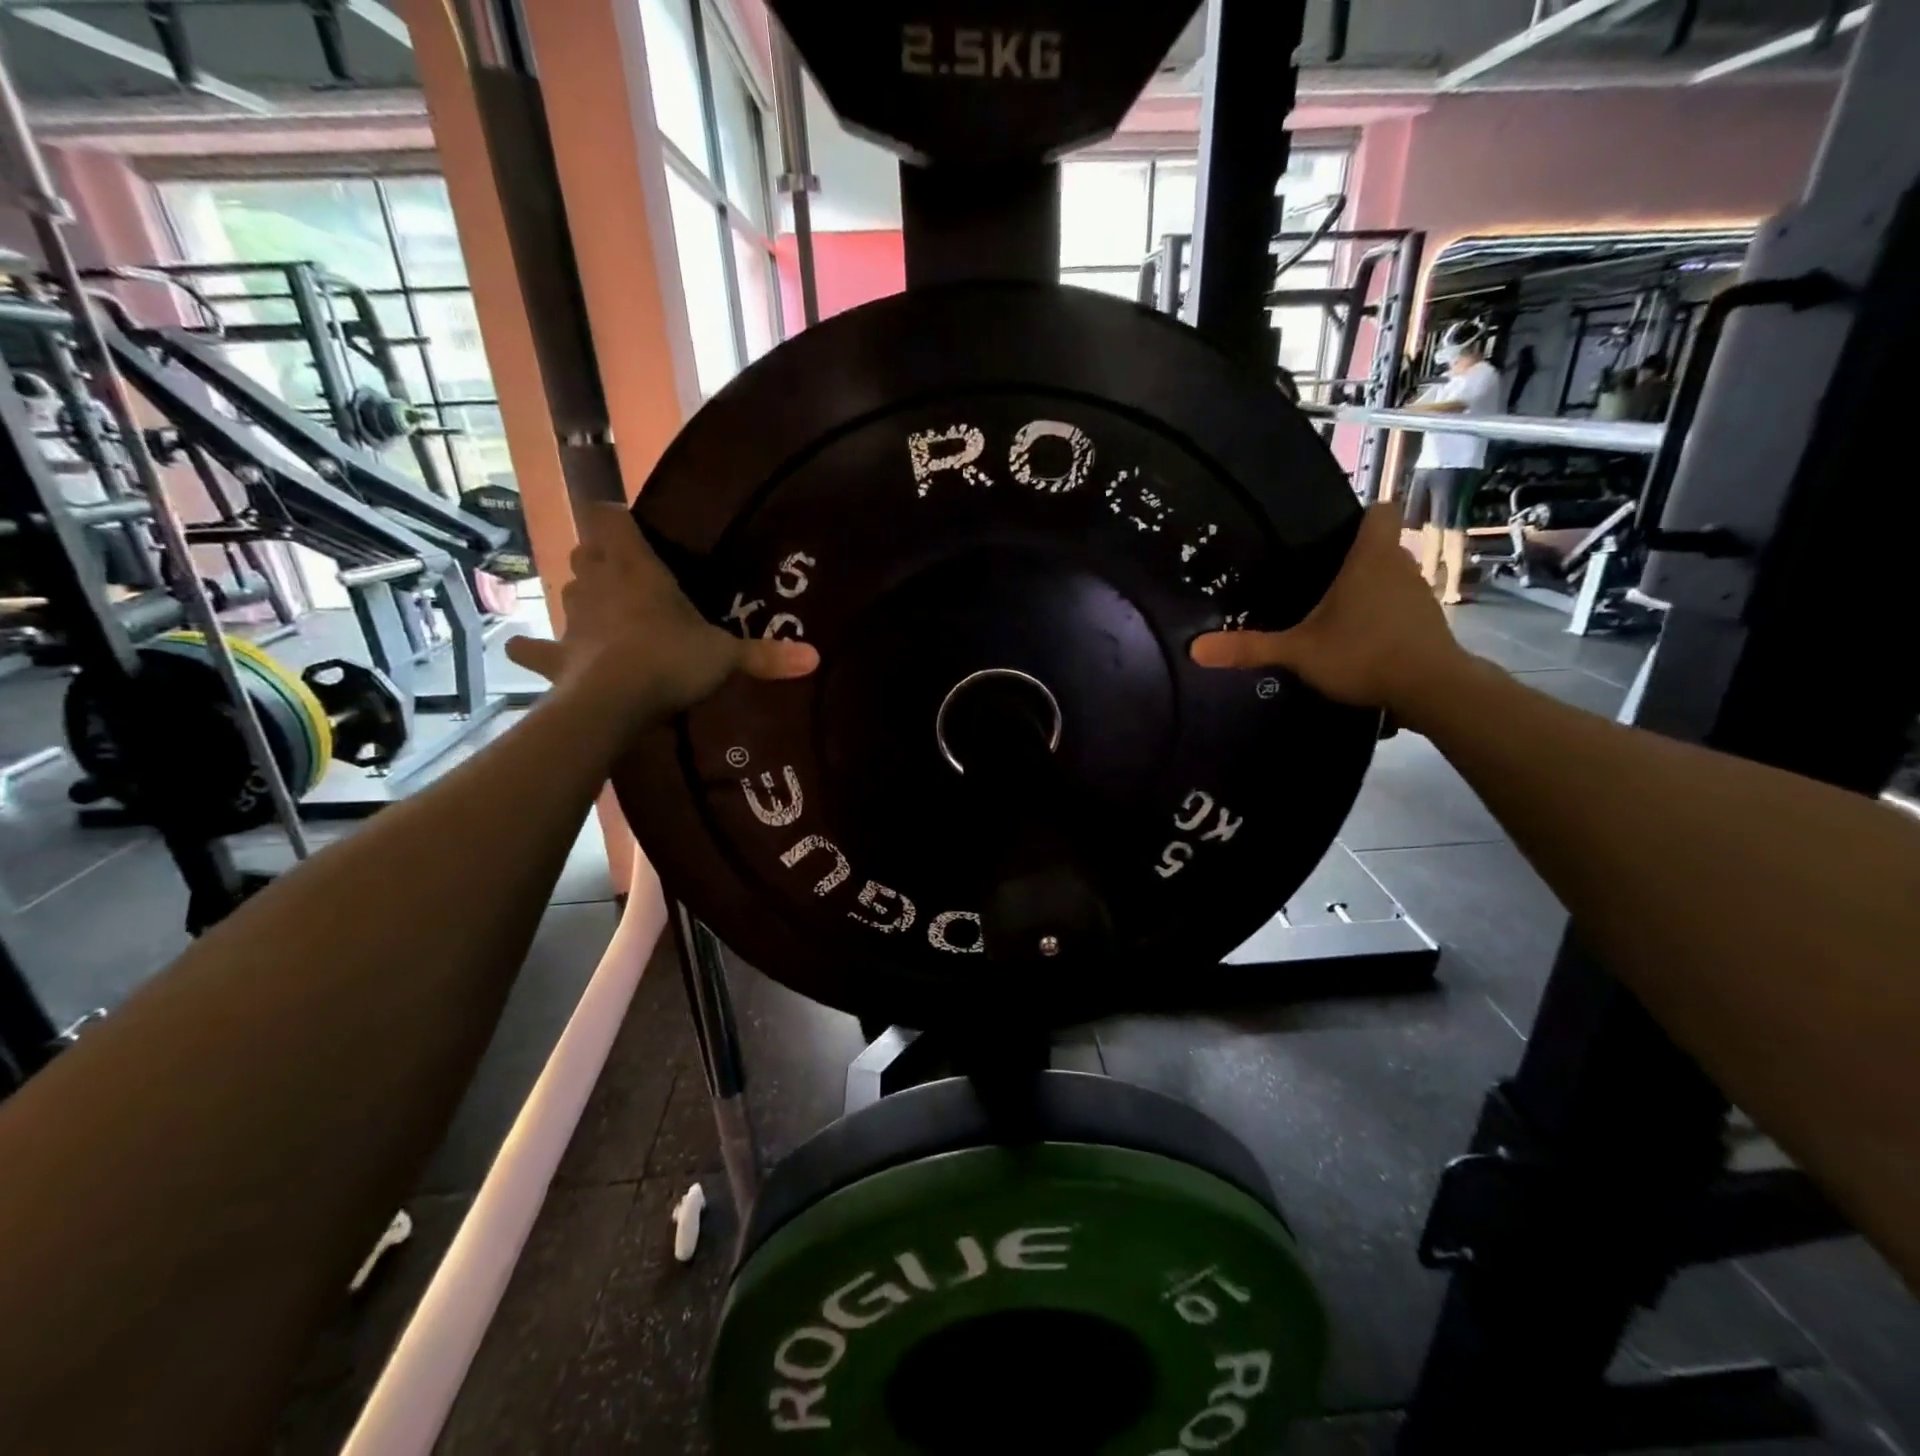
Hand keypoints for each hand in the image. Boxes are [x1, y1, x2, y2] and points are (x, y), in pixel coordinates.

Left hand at [506, 501, 815, 725]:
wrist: (613, 702)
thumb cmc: (669, 660)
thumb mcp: (725, 657)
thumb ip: (766, 655)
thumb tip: (816, 658)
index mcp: (635, 568)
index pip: (609, 517)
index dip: (617, 517)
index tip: (635, 527)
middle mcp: (596, 583)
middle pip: (586, 552)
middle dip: (601, 557)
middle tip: (628, 573)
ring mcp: (573, 620)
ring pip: (568, 592)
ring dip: (581, 596)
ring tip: (600, 611)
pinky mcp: (557, 656)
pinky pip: (536, 647)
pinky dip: (534, 647)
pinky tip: (527, 648)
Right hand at [1190, 502, 1471, 721]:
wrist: (1430, 689)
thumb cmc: (1363, 654)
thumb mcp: (1297, 652)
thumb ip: (1249, 648)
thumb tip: (1194, 649)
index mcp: (1371, 558)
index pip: (1381, 510)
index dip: (1360, 514)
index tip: (1333, 530)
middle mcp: (1400, 566)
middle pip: (1381, 545)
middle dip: (1354, 557)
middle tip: (1316, 575)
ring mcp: (1419, 594)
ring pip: (1392, 576)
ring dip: (1370, 587)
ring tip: (1334, 609)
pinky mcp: (1428, 621)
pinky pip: (1401, 604)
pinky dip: (1383, 613)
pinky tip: (1359, 637)